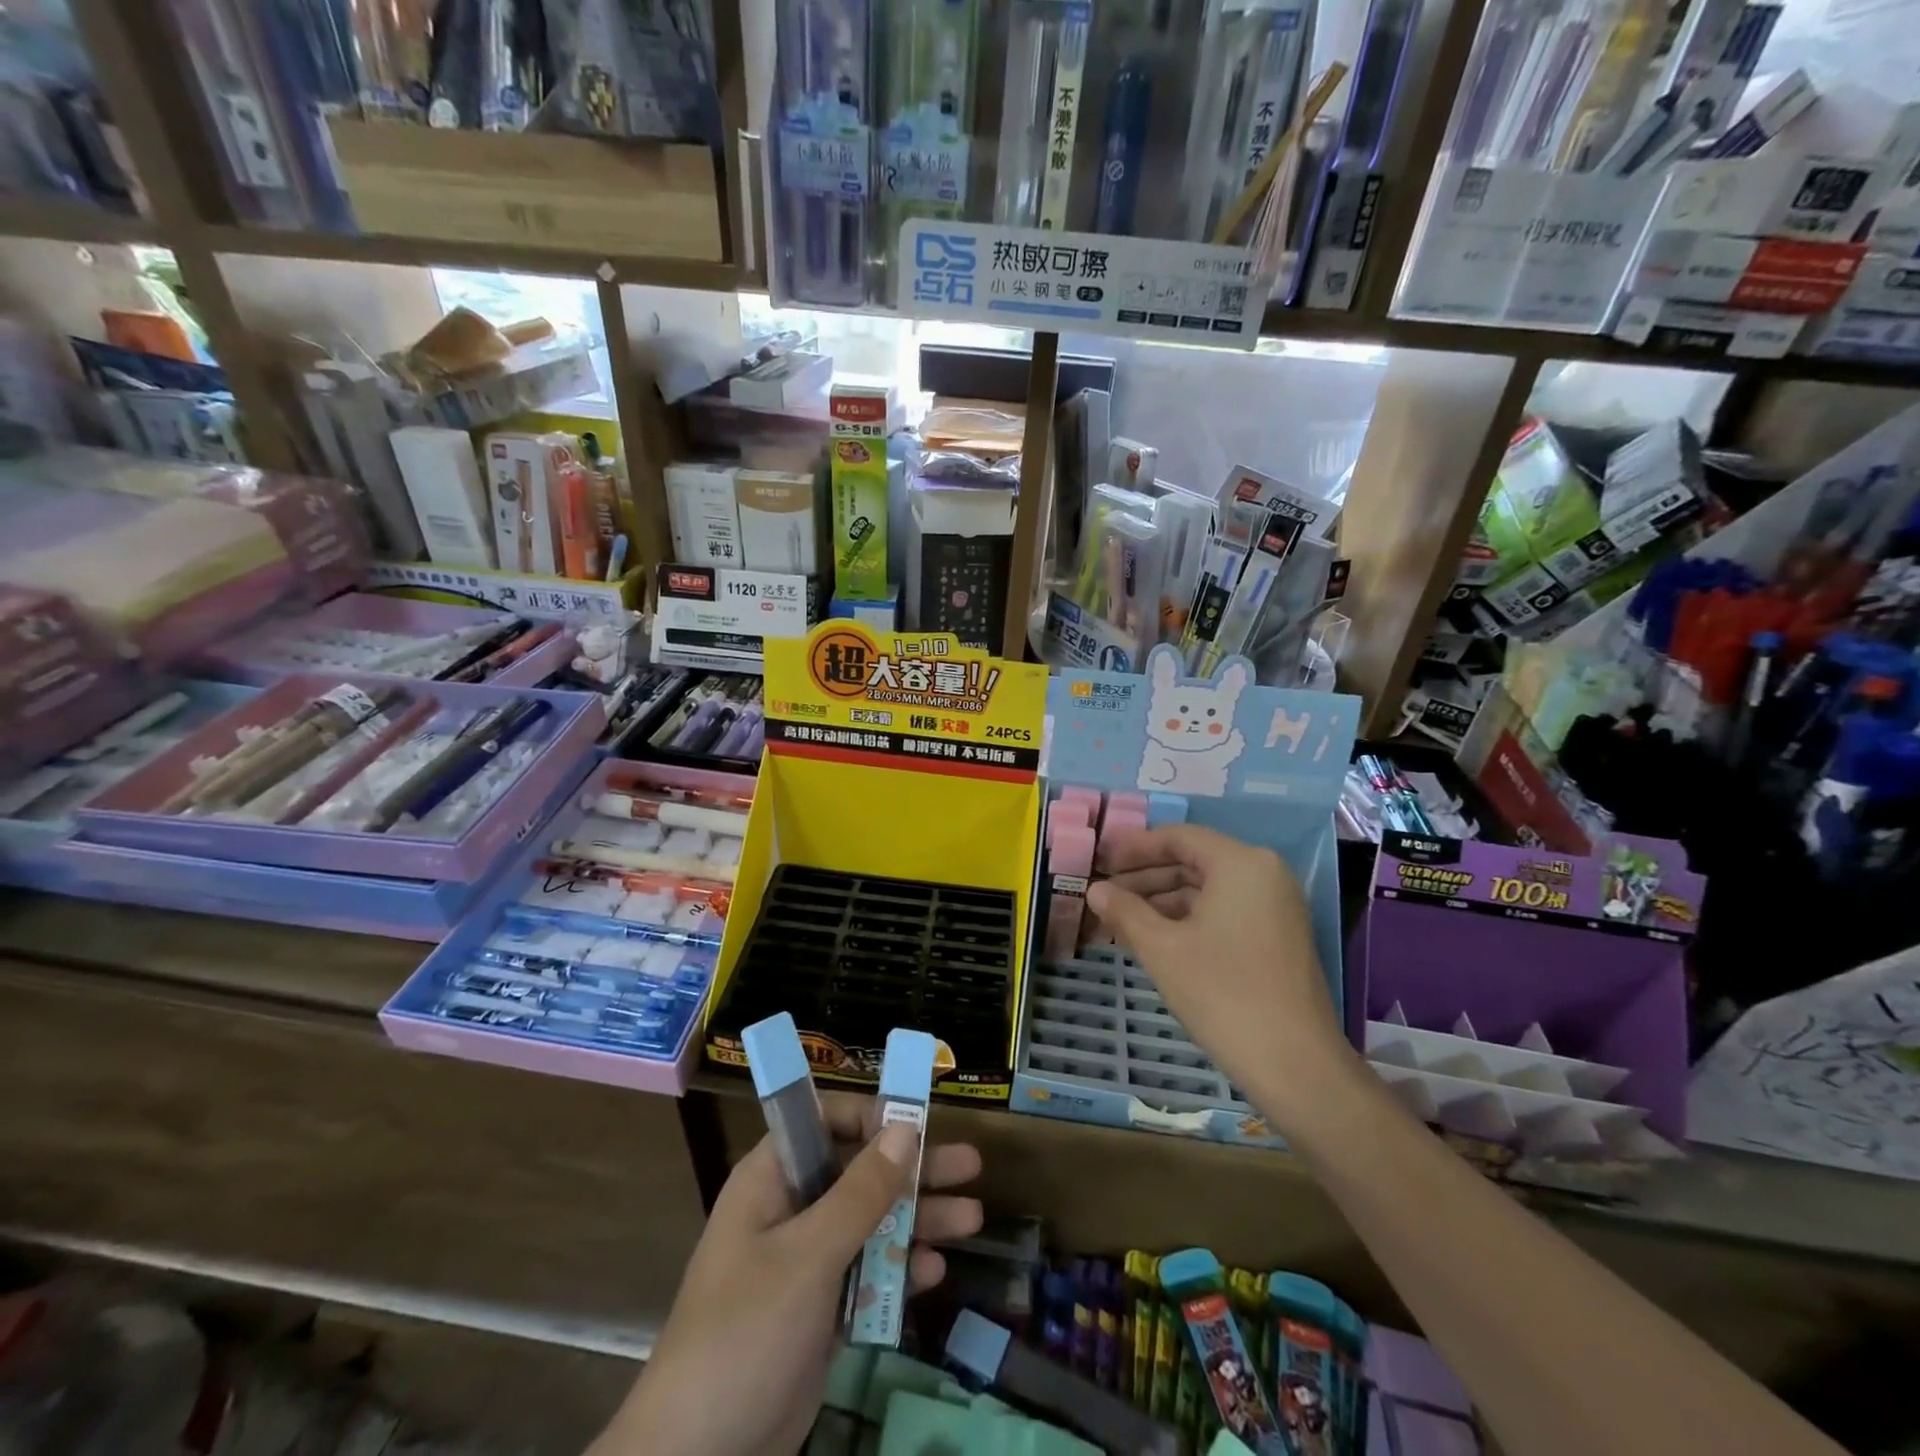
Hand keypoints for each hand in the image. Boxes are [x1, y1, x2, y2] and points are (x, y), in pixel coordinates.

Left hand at [596, 1094, 982, 1455]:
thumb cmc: (747, 1332)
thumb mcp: (808, 1256)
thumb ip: (860, 1192)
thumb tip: (905, 1128)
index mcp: (772, 1179)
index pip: (824, 1121)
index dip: (870, 1116)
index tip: (918, 1125)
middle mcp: (790, 1208)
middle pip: (859, 1171)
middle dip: (914, 1169)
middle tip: (970, 1164)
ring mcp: (804, 1261)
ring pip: (870, 1222)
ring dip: (918, 1219)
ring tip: (973, 1218)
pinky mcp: (818, 1310)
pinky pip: (867, 1273)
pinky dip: (899, 1269)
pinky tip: (935, 1271)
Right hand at [1085, 824, 1358, 1128]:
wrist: (1296, 1064)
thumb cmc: (1222, 993)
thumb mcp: (1162, 948)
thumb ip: (1125, 911)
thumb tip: (1095, 889)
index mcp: (1240, 863)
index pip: (1178, 837)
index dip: (1134, 847)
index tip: (1100, 861)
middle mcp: (1264, 874)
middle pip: (1194, 860)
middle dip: (1146, 876)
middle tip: (1105, 893)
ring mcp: (1276, 906)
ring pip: (1208, 888)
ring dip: (1163, 899)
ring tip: (1121, 919)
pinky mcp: (1279, 936)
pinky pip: (1225, 910)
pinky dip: (1189, 918)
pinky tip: (1156, 938)